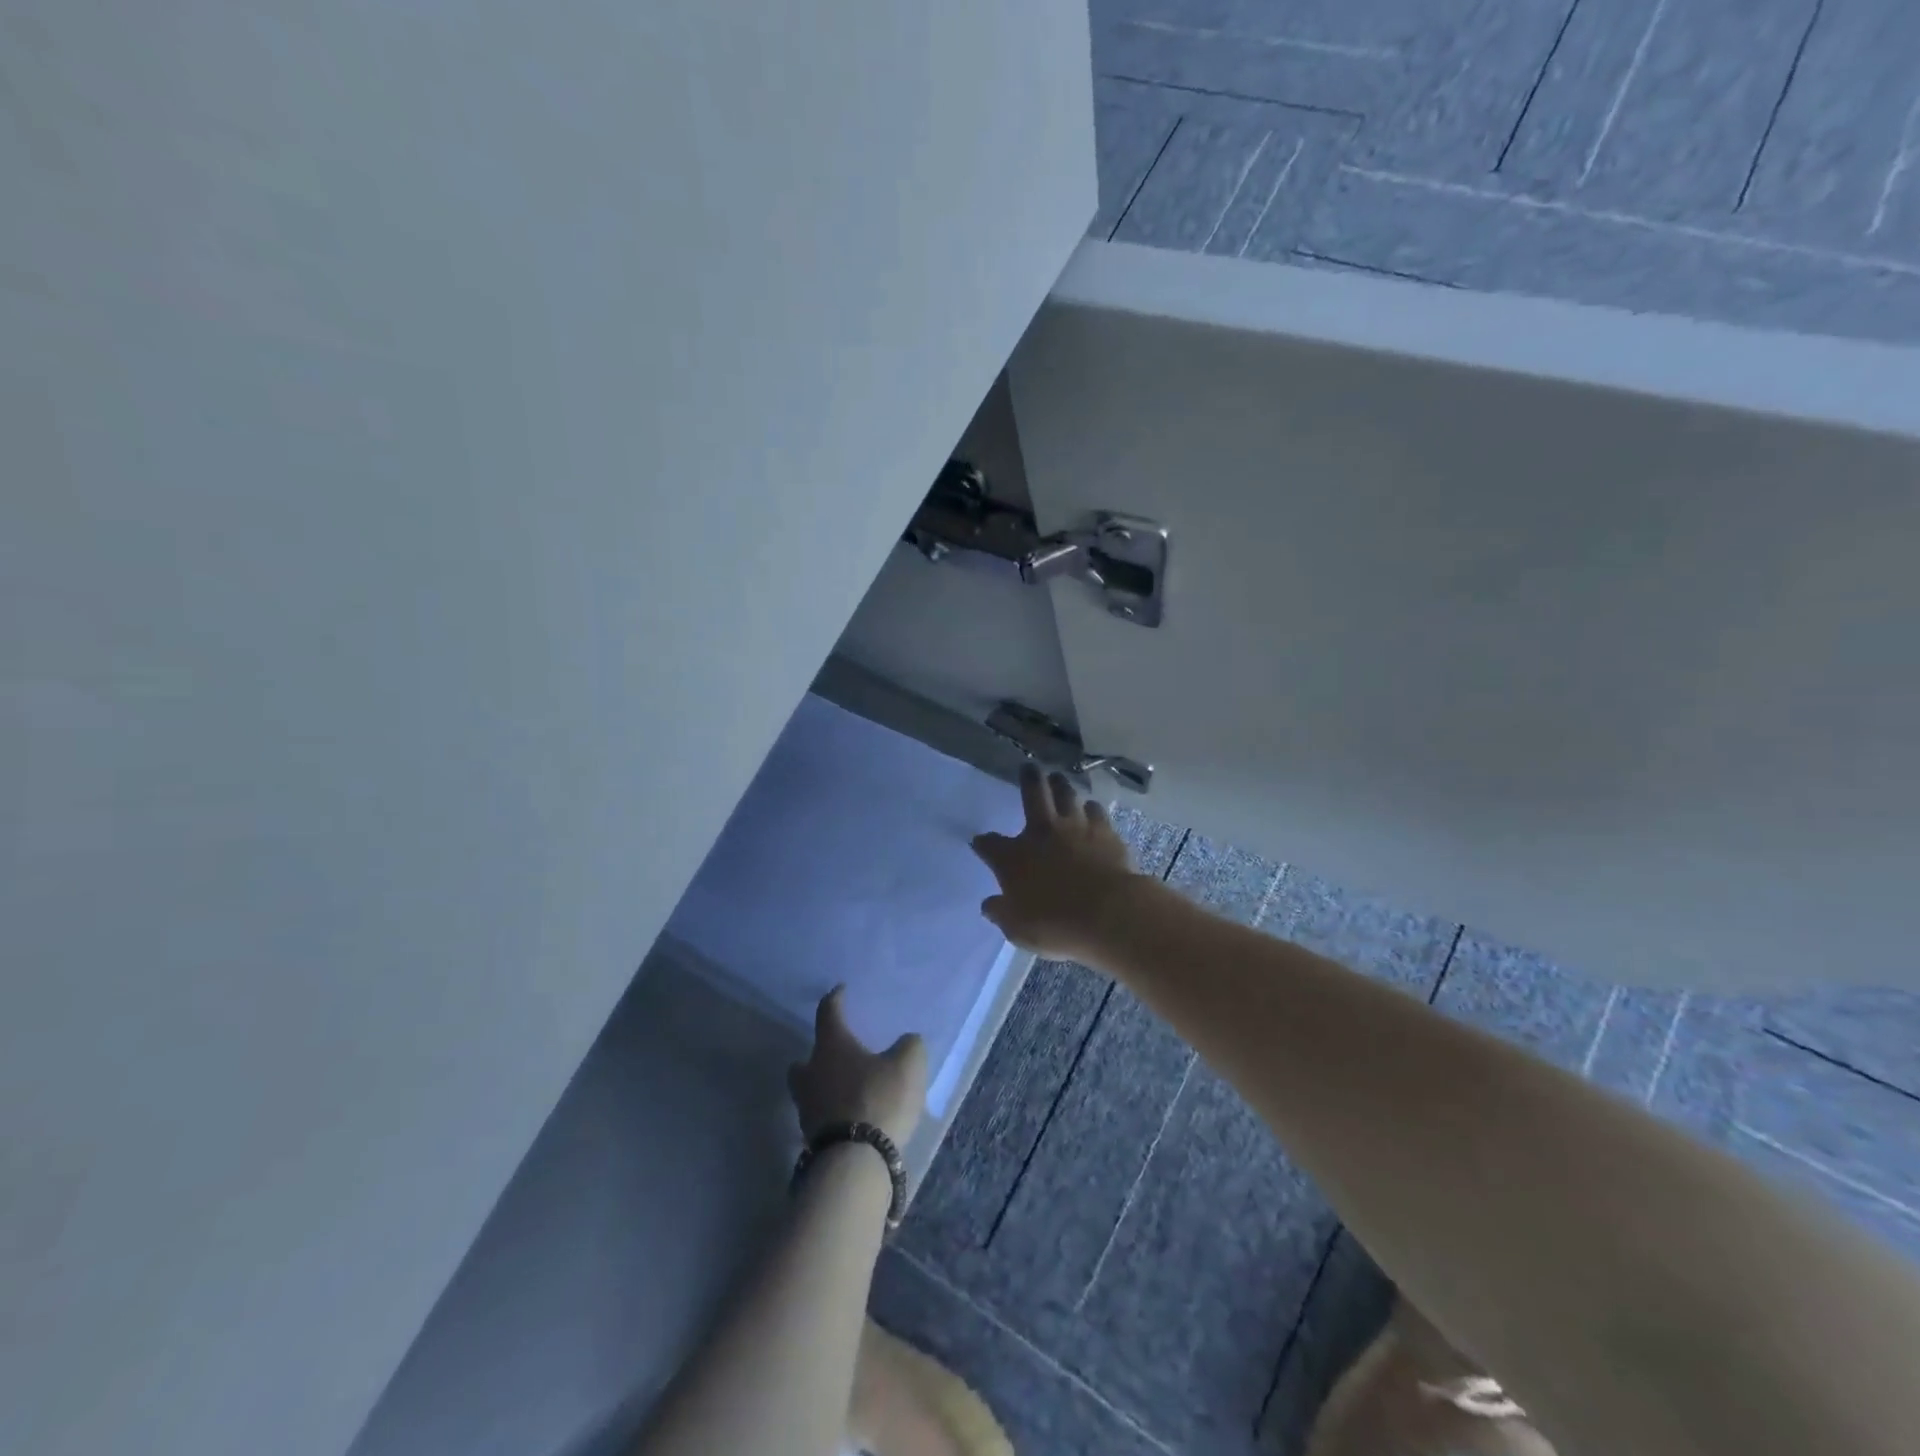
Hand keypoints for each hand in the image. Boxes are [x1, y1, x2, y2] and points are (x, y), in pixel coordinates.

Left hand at [788, 987, 926, 1145]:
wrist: (855, 1162)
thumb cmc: (879, 1099)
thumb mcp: (908, 1065)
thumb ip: (909, 1046)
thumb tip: (907, 1041)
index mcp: (831, 1046)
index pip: (829, 1013)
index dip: (835, 999)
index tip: (840, 991)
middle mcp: (812, 1073)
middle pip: (805, 1058)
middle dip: (817, 1054)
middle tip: (835, 1054)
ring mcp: (807, 1108)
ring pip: (808, 1089)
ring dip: (823, 1086)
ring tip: (845, 1090)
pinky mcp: (811, 1139)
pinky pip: (820, 1117)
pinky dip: (831, 1113)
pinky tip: (850, 1117)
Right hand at [971, 766, 1141, 963]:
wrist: (1109, 913)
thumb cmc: (1056, 923)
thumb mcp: (1018, 928)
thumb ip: (1002, 913)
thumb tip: (990, 904)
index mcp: (1014, 857)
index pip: (990, 845)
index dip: (983, 843)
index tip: (980, 842)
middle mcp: (1042, 833)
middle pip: (1033, 795)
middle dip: (1029, 779)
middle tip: (1029, 767)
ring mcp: (1076, 828)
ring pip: (1067, 796)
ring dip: (1061, 786)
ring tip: (1059, 778)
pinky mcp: (1106, 833)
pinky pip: (1096, 813)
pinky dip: (1091, 810)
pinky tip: (1092, 809)